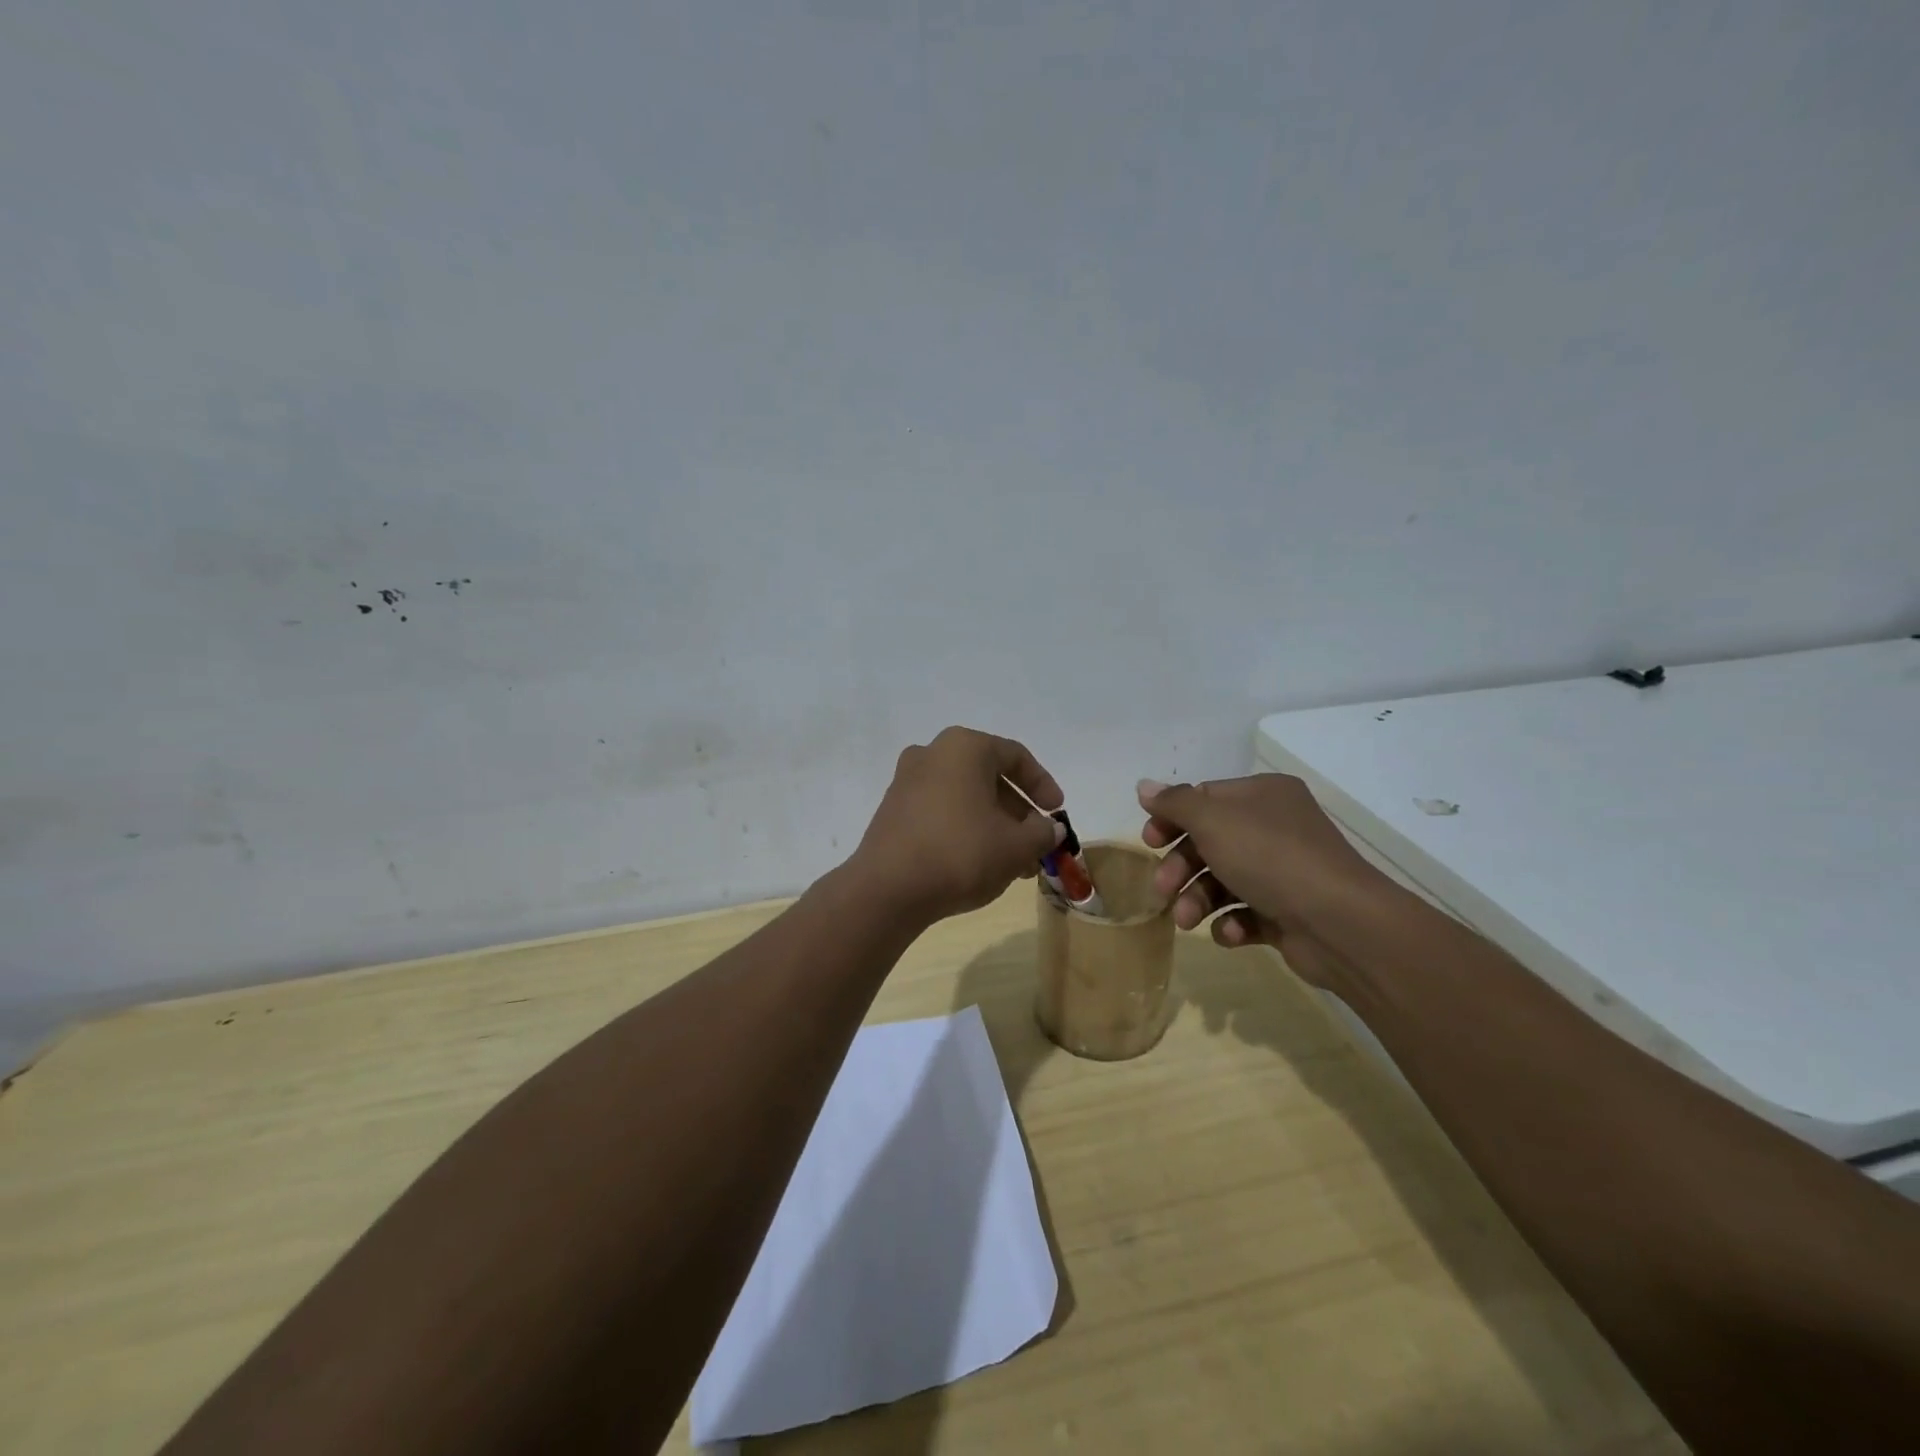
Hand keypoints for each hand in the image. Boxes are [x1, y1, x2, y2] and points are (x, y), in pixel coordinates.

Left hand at [852, 727, 1066, 924]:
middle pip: (988, 778)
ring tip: (1013, 863)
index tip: (1057, 812)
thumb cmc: (961, 853)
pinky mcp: (893, 810)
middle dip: (1017, 812)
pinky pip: (940, 811)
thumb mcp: (1016, 846)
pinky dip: (965, 829)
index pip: (1015, 756)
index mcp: (964, 747)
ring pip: (965, 797)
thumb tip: (1050, 828)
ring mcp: (907, 781)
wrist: (888, 889)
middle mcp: (932, 753)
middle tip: (1036, 843)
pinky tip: (979, 863)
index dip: (1043, 785)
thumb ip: (1042, 832)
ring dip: (993, 825)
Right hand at [1137, 774, 1386, 987]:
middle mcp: (1275, 827)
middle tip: (1161, 889)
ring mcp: (1283, 871)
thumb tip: (1143, 786)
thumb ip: (1175, 803)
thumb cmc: (1270, 857)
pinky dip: (1230, 923)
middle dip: (1181, 867)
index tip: (1148, 841)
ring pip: (1223, 880)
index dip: (1172, 819)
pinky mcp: (1287, 912)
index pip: (1204, 798)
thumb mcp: (1213, 820)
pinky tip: (1230, 932)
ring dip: (1198, 900)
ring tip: (1188, 921)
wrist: (1339, 923)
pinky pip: (1246, 913)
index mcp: (1263, 795)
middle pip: (1209, 842)